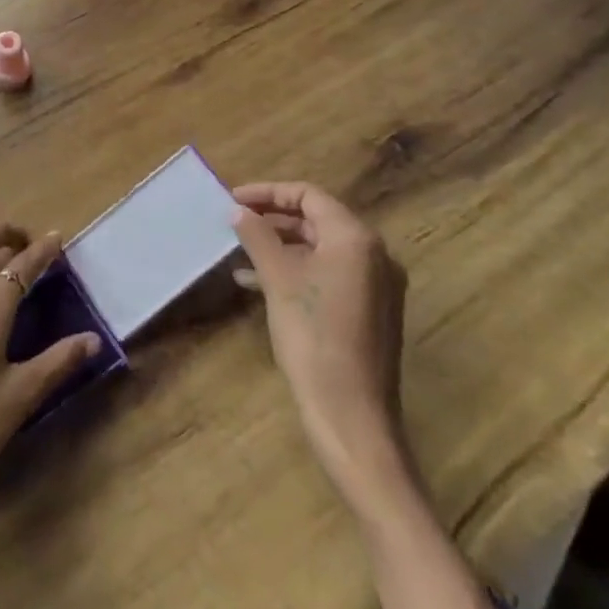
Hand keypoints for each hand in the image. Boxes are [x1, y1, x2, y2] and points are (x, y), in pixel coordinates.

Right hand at [231, 182, 412, 507]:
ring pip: (321, 249)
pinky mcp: (370, 311)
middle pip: (317, 219)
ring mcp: (376, 284)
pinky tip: (259, 284)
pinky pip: (329, 274)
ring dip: (281, 246)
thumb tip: (237, 211)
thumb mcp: (277, 280)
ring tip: (240, 252)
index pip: (309, 195)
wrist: (351, 415)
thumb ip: (257, 237)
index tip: (232, 200)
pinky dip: (296, 271)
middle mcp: (374, 254)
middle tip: (235, 222)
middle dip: (273, 218)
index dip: (268, 192)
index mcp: (356, 238)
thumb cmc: (313, 337)